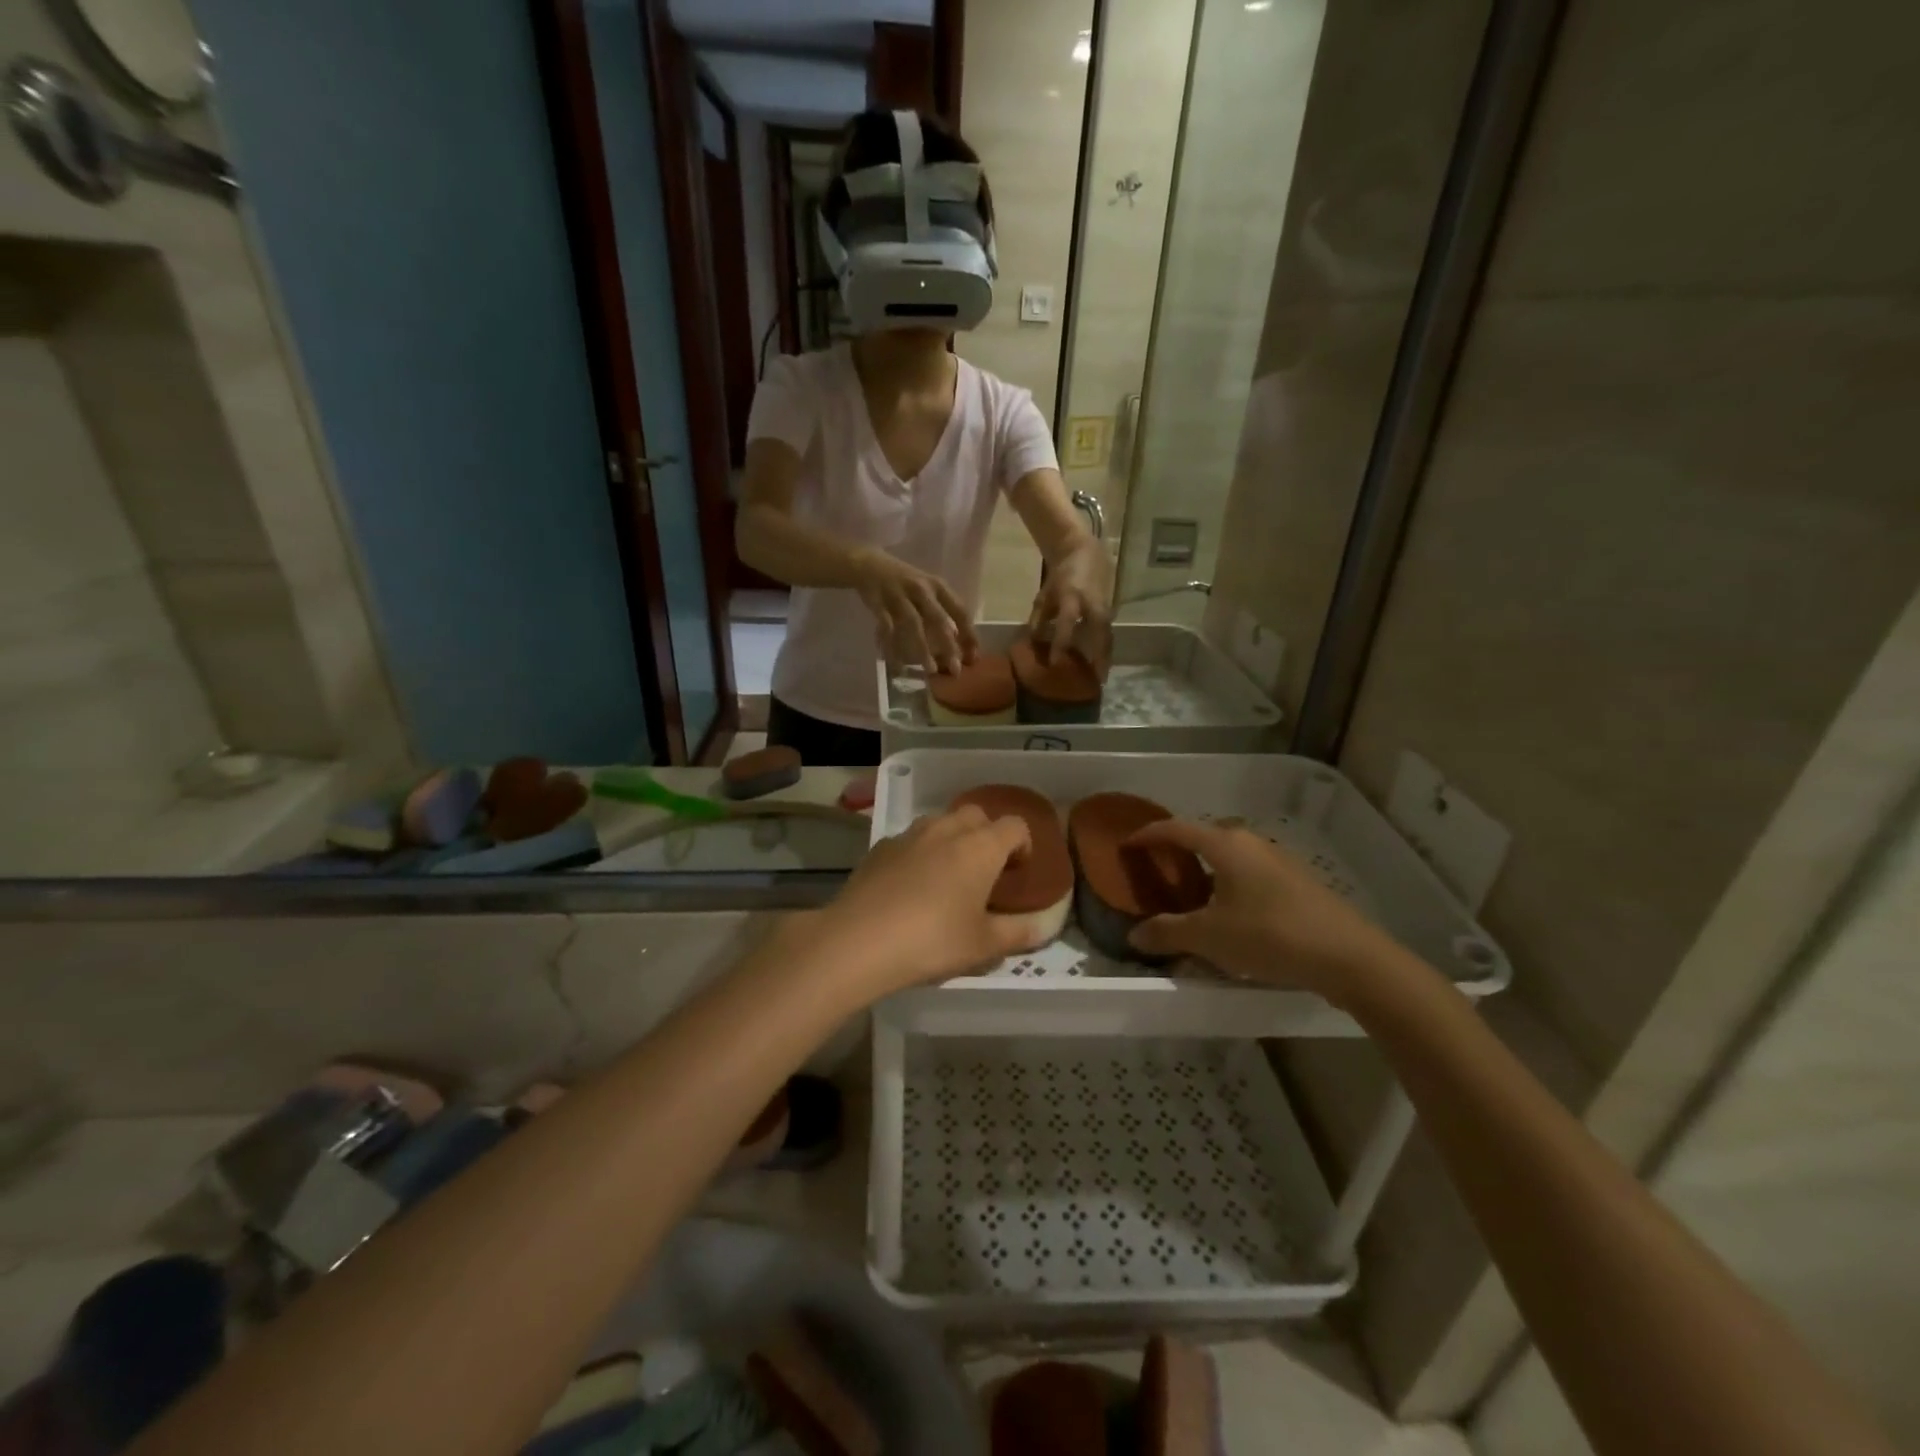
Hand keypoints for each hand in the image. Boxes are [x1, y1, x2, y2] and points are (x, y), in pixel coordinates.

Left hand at [804, 805, 1046, 995]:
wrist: (858, 941)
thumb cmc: (932, 941)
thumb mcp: (983, 946)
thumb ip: (1018, 933)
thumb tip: (1043, 927)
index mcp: (981, 847)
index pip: (1015, 826)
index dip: (1023, 845)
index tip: (1018, 872)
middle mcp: (947, 829)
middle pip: (977, 816)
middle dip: (986, 836)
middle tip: (985, 873)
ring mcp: (909, 835)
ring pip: (941, 823)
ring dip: (952, 840)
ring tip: (948, 878)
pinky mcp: (880, 847)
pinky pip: (911, 840)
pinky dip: (920, 853)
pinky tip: (911, 887)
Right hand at [852, 549, 975, 673]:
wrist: (868, 564)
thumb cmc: (904, 582)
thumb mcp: (927, 588)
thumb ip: (941, 610)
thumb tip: (958, 641)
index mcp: (937, 586)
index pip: (959, 610)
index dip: (969, 634)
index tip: (973, 658)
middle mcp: (920, 589)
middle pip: (938, 618)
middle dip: (949, 645)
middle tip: (956, 670)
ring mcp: (898, 595)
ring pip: (913, 624)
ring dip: (923, 648)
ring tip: (931, 670)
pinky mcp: (878, 602)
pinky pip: (886, 627)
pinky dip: (891, 646)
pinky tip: (897, 665)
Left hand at [1027, 538, 1112, 674]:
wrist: (1083, 552)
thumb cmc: (1060, 576)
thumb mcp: (1044, 595)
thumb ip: (1039, 618)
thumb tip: (1034, 642)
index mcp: (1071, 596)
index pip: (1067, 623)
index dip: (1061, 643)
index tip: (1054, 663)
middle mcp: (1091, 602)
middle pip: (1099, 632)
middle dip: (1099, 655)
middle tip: (1096, 679)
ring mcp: (1104, 605)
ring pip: (1108, 634)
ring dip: (1106, 655)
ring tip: (1102, 676)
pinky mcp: (1110, 608)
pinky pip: (1108, 631)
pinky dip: (1106, 647)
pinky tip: (1102, 663)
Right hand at [1125, 819, 1408, 1004]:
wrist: (1349, 956)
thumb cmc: (1270, 935)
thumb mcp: (1209, 937)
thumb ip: (1168, 932)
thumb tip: (1134, 934)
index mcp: (1225, 844)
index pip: (1175, 828)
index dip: (1147, 835)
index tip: (1126, 845)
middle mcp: (1251, 842)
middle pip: (1204, 836)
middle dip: (1177, 849)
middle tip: (1156, 870)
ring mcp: (1279, 860)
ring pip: (1230, 855)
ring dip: (1206, 868)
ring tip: (1189, 894)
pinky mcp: (1297, 882)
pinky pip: (1249, 873)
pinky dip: (1229, 883)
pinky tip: (1229, 913)